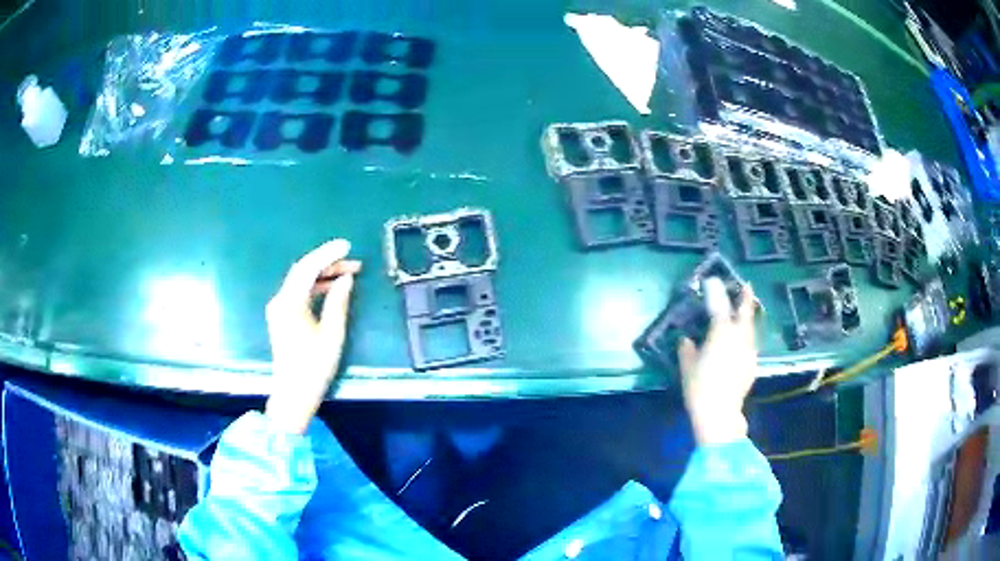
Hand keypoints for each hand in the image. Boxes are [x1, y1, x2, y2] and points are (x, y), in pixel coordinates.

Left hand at [264, 239, 361, 434]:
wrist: (293, 393)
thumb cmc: (314, 367)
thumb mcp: (332, 334)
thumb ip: (338, 302)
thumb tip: (345, 278)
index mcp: (290, 303)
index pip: (308, 268)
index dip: (328, 254)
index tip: (347, 246)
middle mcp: (280, 301)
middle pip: (303, 272)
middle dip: (328, 263)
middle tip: (353, 262)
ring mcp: (278, 308)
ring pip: (301, 281)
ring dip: (323, 274)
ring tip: (348, 273)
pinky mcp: (281, 316)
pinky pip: (298, 292)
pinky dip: (315, 286)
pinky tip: (331, 287)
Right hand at [677, 278, 758, 445]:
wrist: (719, 413)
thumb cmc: (699, 387)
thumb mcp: (687, 366)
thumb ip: (687, 349)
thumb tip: (686, 339)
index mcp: (721, 332)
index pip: (718, 304)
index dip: (715, 290)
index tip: (711, 279)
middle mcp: (739, 336)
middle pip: (745, 312)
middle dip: (745, 298)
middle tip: (746, 286)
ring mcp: (748, 350)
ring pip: (751, 327)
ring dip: (748, 317)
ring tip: (746, 311)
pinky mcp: (752, 364)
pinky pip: (750, 343)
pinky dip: (747, 336)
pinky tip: (742, 342)